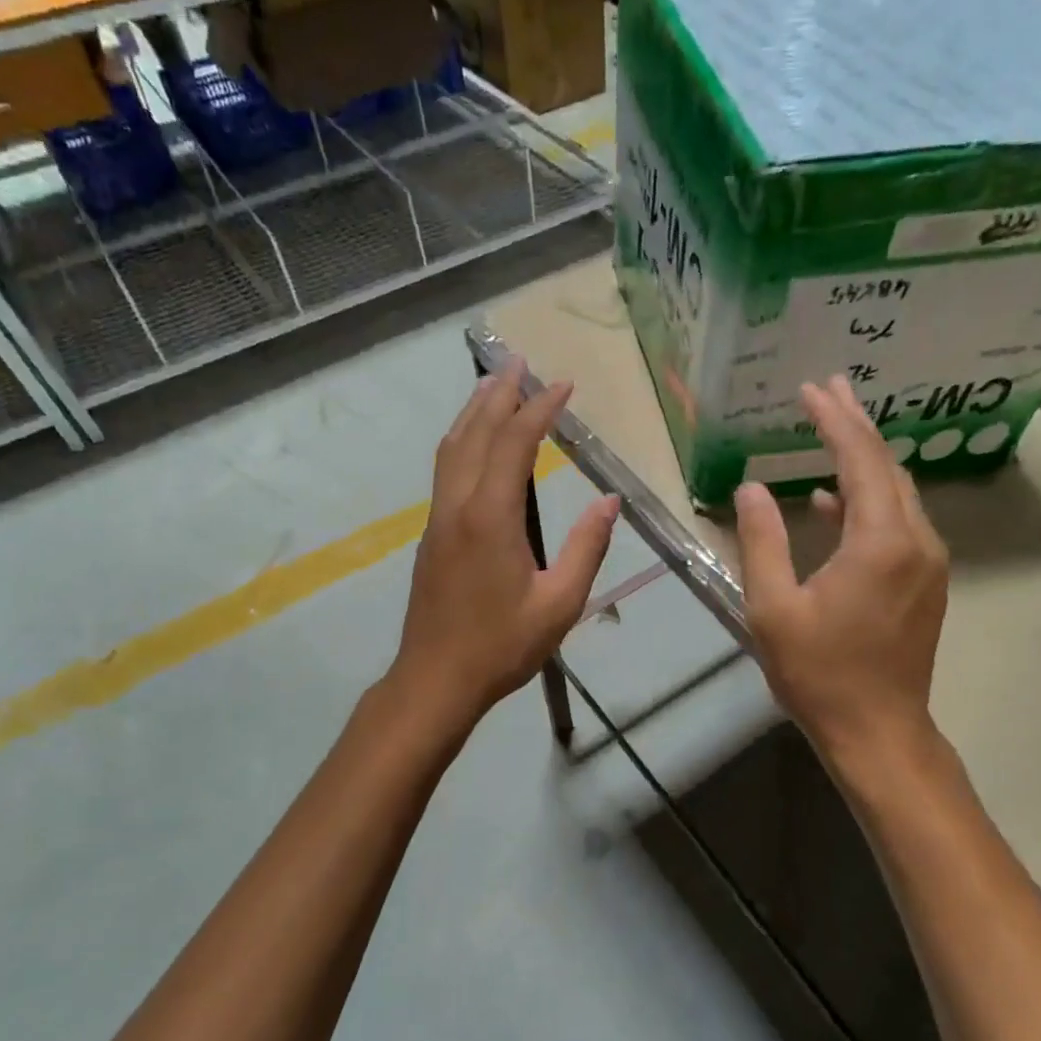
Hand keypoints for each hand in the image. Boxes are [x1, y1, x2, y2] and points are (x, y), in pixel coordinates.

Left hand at [391, 359, 619, 728]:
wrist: (435, 679)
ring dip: (473, 412)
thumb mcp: (560, 603)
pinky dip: (462, 439)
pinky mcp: (432, 534)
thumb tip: (609, 501)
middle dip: (498, 393)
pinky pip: (445, 469)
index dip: (538, 409)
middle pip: (474, 433)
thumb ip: (586, 548)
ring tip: (493, 384)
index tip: (562, 384)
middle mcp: (458, 505)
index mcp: (490, 517)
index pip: (514, 443)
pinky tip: (474, 441)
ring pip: (452, 448)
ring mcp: (438, 518)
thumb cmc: (502, 646)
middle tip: (519, 361)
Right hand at [735, 374, 950, 774]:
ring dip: (863, 458)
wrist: (878, 731)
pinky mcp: (925, 581)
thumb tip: (751, 487)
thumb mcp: (773, 608)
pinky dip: (866, 499)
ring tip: (830, 427)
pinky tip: (829, 501)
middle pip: (886, 465)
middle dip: (855, 424)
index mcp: (880, 542)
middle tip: (827, 388)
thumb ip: (762, 540)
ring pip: (897, 491)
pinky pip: (898, 520)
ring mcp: (927, 562)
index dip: (833, 420)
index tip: (810, 389)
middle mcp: (915, 541)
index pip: (859, 460)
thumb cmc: (819, 673)